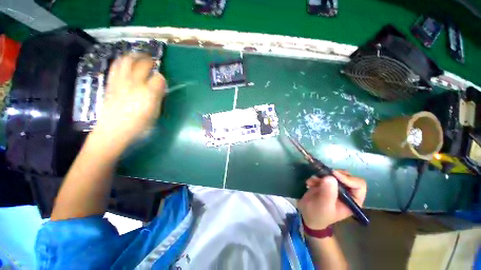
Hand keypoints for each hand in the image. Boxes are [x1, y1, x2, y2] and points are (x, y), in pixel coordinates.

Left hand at [92, 54, 165, 149]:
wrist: (114, 130)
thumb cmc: (139, 124)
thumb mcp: (155, 113)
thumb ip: (158, 97)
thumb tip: (160, 87)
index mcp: (148, 93)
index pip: (159, 78)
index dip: (162, 78)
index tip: (162, 79)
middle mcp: (134, 83)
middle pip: (142, 65)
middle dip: (149, 60)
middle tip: (152, 61)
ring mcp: (120, 81)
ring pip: (126, 61)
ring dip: (134, 56)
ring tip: (138, 56)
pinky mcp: (111, 83)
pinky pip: (116, 66)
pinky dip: (122, 61)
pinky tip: (125, 62)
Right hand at [298, 171, 366, 229]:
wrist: (307, 215)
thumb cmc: (318, 214)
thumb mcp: (324, 205)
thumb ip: (328, 192)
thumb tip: (330, 177)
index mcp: (353, 200)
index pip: (358, 185)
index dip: (348, 178)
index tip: (334, 175)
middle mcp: (347, 192)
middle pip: (346, 176)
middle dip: (333, 175)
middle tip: (323, 176)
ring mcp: (336, 187)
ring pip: (334, 174)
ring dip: (322, 175)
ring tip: (313, 181)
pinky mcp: (325, 183)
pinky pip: (322, 175)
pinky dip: (315, 177)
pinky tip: (309, 183)